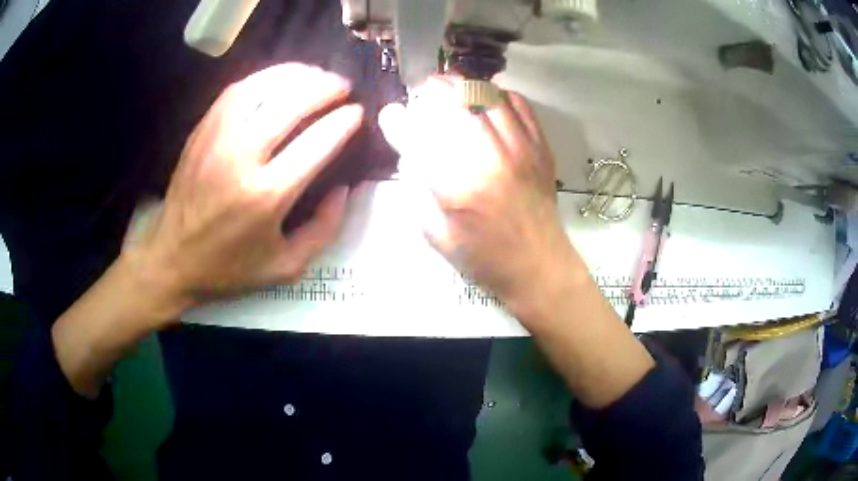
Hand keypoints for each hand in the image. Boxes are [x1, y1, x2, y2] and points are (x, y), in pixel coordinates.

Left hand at [124, 63, 362, 318]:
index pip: (316, 143)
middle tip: (344, 85)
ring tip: (316, 74)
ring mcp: (217, 139)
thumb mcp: (286, 266)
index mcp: (266, 196)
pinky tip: (278, 80)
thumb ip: (324, 229)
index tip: (357, 112)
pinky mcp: (202, 132)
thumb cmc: (229, 267)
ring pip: (262, 88)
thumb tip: (344, 188)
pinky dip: (263, 78)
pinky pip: (236, 91)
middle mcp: (242, 159)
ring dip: (296, 74)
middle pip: (291, 104)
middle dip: (325, 87)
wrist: (172, 259)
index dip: (343, 122)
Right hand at [379, 78, 574, 315]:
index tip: (391, 116)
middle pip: (455, 101)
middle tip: (422, 92)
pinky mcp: (540, 147)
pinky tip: (486, 99)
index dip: (397, 120)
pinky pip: (518, 104)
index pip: (417, 136)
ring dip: (461, 85)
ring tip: (449, 87)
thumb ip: (417, 191)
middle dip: (431, 89)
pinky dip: (497, 94)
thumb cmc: (484, 259)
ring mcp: (520, 148)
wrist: (539, 266)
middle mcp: (489, 159)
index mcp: (458, 187)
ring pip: (486, 93)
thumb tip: (411, 153)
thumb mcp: (435, 236)